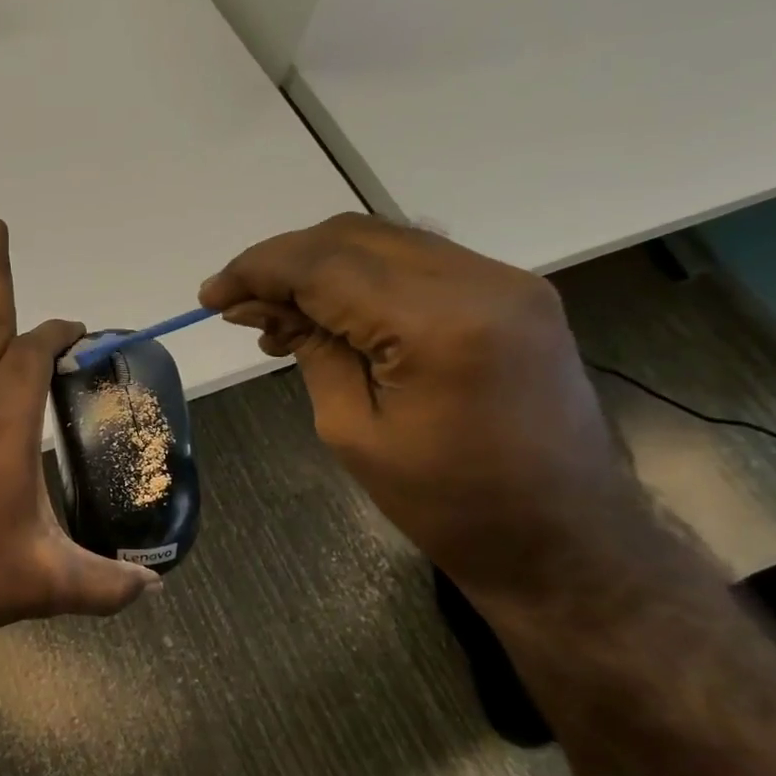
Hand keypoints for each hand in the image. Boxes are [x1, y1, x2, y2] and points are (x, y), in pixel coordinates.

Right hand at [199, 214, 640, 603]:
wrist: (565, 539)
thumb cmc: (448, 505)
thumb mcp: (353, 431)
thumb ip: (311, 350)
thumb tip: (259, 306)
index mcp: (439, 324)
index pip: (324, 265)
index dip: (257, 270)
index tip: (211, 295)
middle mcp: (479, 281)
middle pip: (352, 237)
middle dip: (283, 261)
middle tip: (238, 303)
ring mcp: (505, 282)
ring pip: (384, 241)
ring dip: (320, 266)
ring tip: (277, 312)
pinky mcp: (513, 294)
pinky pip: (417, 262)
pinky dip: (362, 276)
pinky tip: (332, 312)